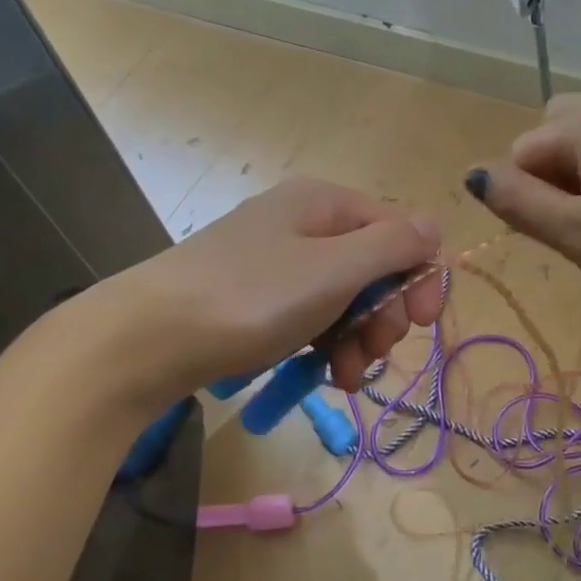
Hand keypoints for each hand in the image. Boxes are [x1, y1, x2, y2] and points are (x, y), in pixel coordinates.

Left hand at [95, 176, 442, 396]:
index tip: (419, 323)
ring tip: (346, 377)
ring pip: (344, 298)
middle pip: (374, 267)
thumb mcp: (333, 269)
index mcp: (325, 203)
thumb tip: (434, 226)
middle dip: (383, 314)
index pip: (400, 230)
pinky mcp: (257, 298)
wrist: (146, 340)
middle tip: (373, 351)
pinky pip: (312, 316)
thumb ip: (393, 245)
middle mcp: (304, 223)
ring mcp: (278, 262)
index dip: (418, 275)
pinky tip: (324, 374)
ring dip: (357, 339)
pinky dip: (326, 344)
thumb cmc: (251, 298)